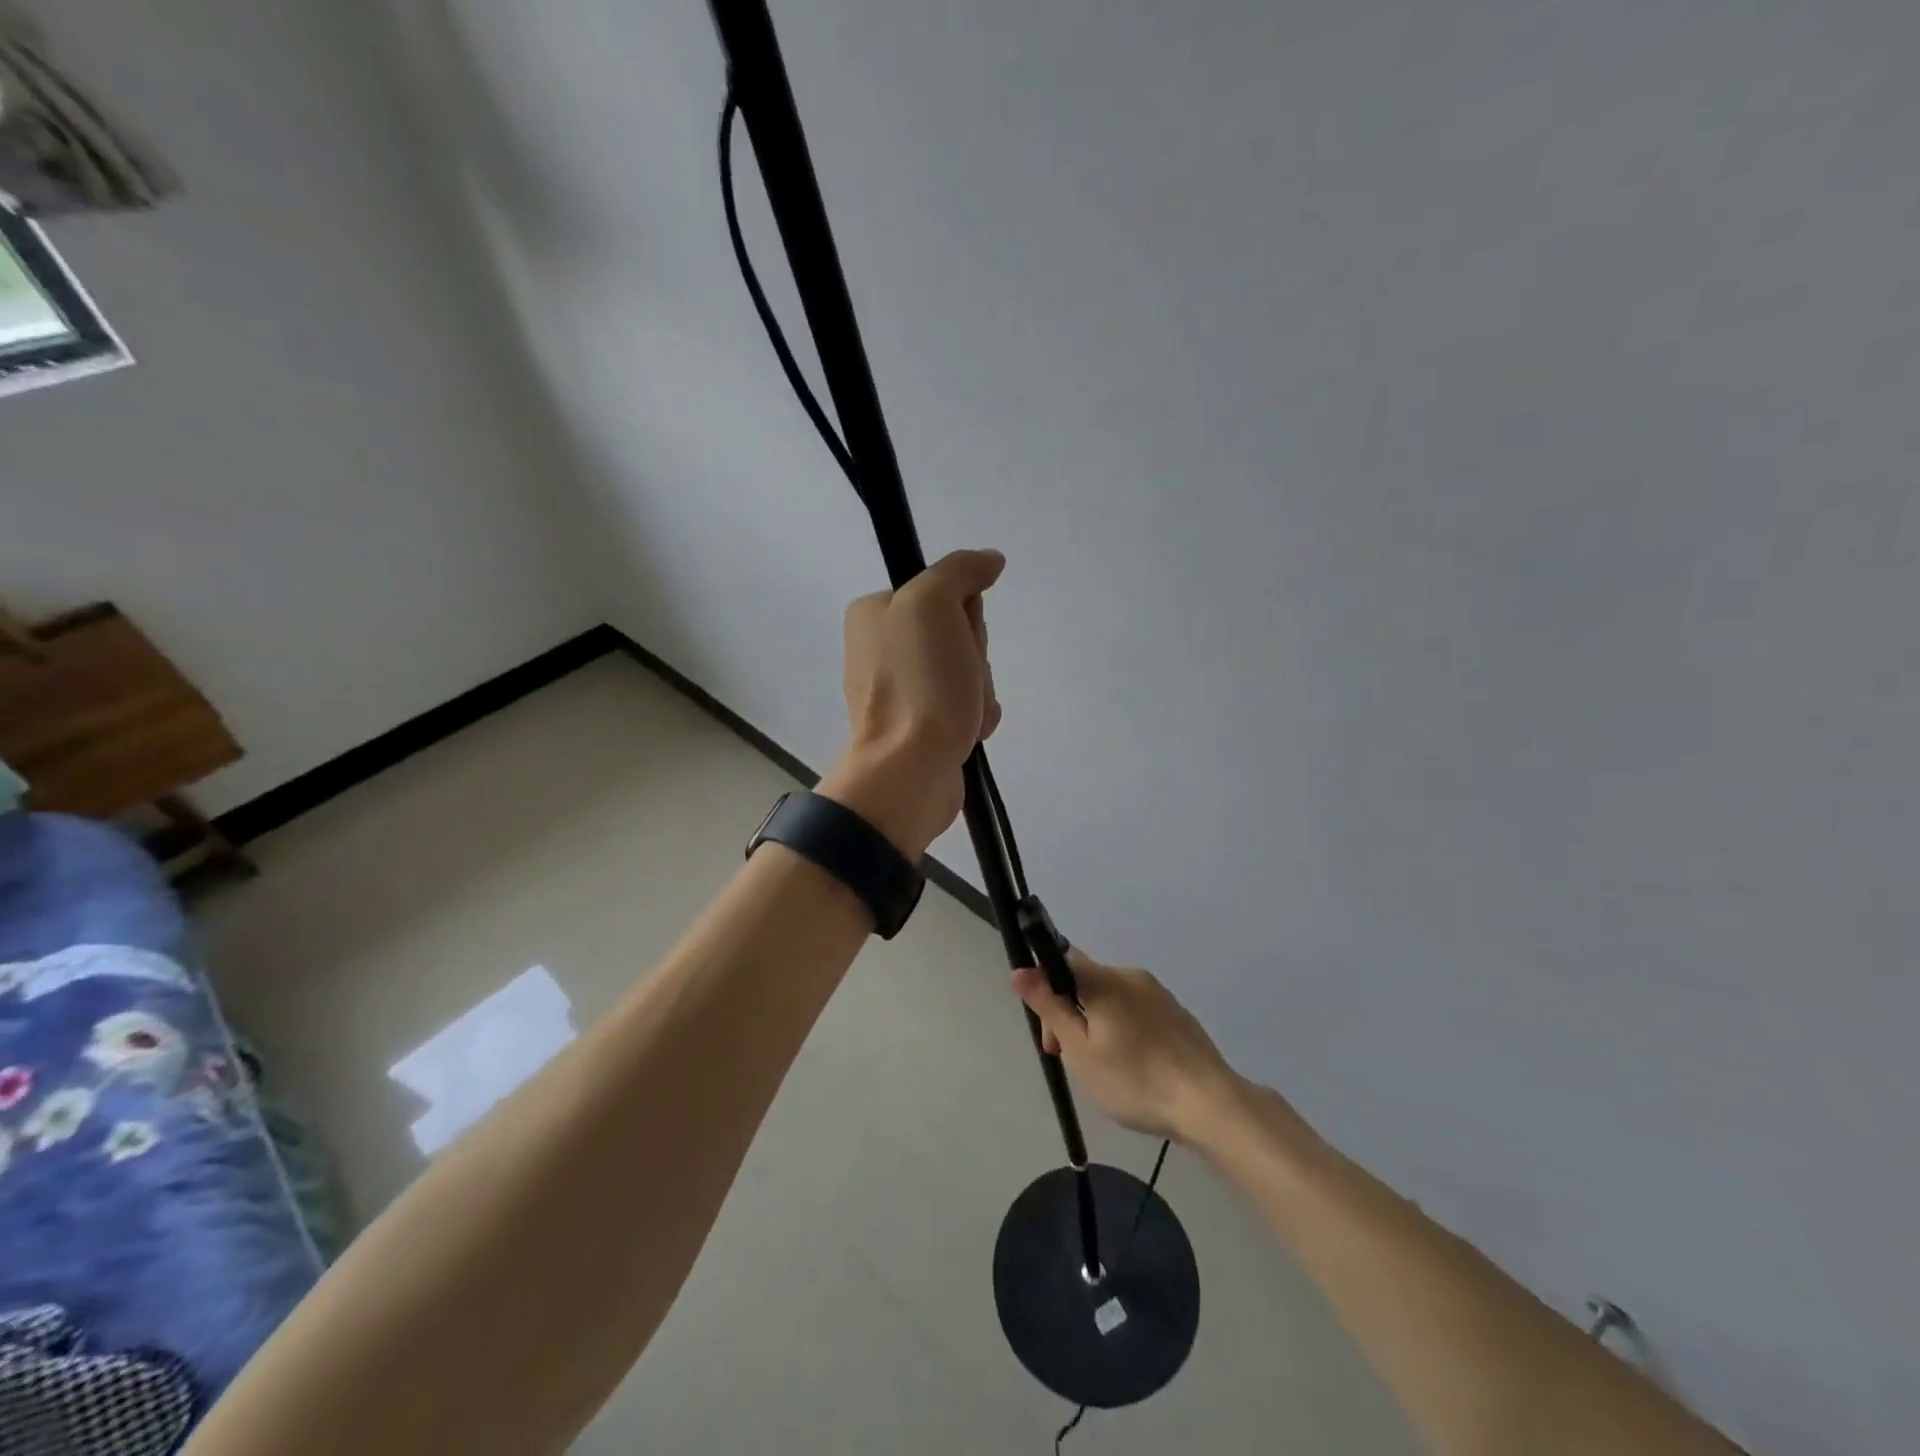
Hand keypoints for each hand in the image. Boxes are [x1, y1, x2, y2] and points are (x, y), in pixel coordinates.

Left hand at [817, 548, 1004, 859]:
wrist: (909, 770)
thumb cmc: (919, 682)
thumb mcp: (934, 604)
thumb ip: (960, 570)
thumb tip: (990, 561)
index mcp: (874, 614)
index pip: (943, 592)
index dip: (964, 612)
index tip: (959, 634)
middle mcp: (881, 648)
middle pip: (957, 632)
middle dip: (973, 655)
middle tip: (961, 675)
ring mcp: (900, 691)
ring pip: (966, 670)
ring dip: (979, 688)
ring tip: (966, 710)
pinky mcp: (918, 726)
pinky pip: (963, 706)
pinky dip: (975, 716)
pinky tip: (969, 730)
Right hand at [1011, 949, 1240, 1143]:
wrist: (1209, 1104)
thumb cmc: (1136, 1079)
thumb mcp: (1081, 1050)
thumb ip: (1050, 1007)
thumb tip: (1020, 970)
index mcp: (1104, 979)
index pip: (1061, 959)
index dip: (1045, 987)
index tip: (1049, 1029)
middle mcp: (1130, 975)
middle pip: (1085, 982)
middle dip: (1069, 1014)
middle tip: (1069, 1060)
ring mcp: (1157, 993)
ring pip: (1110, 999)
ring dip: (1094, 1024)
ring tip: (1103, 1071)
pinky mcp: (1175, 1013)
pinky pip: (1134, 1011)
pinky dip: (1122, 1030)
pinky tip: (1132, 1068)